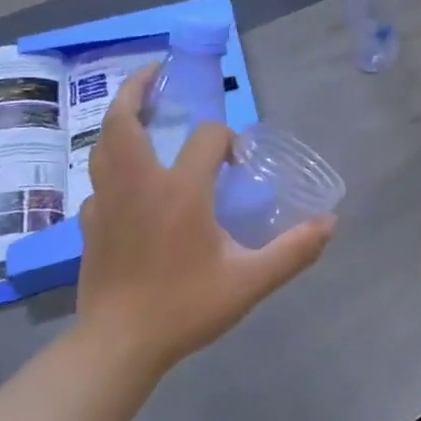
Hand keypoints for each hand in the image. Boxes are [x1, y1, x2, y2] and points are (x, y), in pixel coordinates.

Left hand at [75, 66, 334, 376]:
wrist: (117, 347)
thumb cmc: (184, 307)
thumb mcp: (249, 282)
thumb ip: (293, 250)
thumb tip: (330, 223)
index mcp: (179, 190)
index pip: (206, 138)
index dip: (226, 139)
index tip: (237, 161)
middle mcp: (138, 184)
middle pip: (126, 120)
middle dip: (138, 89)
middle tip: (156, 73)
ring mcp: (107, 203)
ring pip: (104, 146)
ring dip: (120, 121)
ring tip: (137, 110)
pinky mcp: (91, 225)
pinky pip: (99, 181)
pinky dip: (111, 165)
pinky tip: (126, 179)